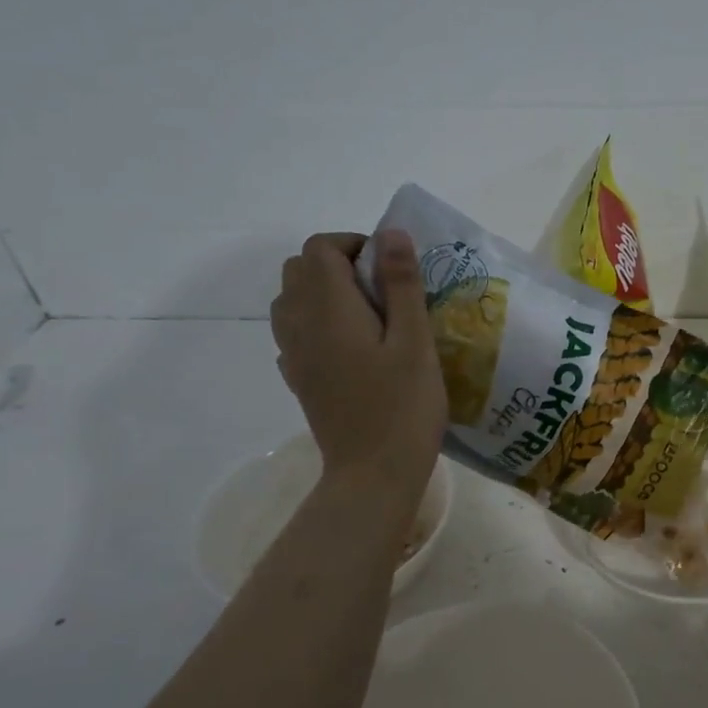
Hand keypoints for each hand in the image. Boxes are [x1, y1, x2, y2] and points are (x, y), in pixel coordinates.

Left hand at [270, 231, 445, 496]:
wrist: (373, 473)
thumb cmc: (403, 406)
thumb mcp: (415, 341)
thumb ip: (401, 284)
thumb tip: (391, 233)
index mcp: (328, 309)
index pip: (320, 248)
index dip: (354, 245)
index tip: (392, 268)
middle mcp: (299, 324)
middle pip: (300, 269)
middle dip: (338, 264)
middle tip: (384, 290)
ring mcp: (293, 353)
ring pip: (292, 299)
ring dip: (325, 292)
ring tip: (370, 317)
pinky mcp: (298, 378)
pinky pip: (296, 332)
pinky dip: (318, 322)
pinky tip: (353, 347)